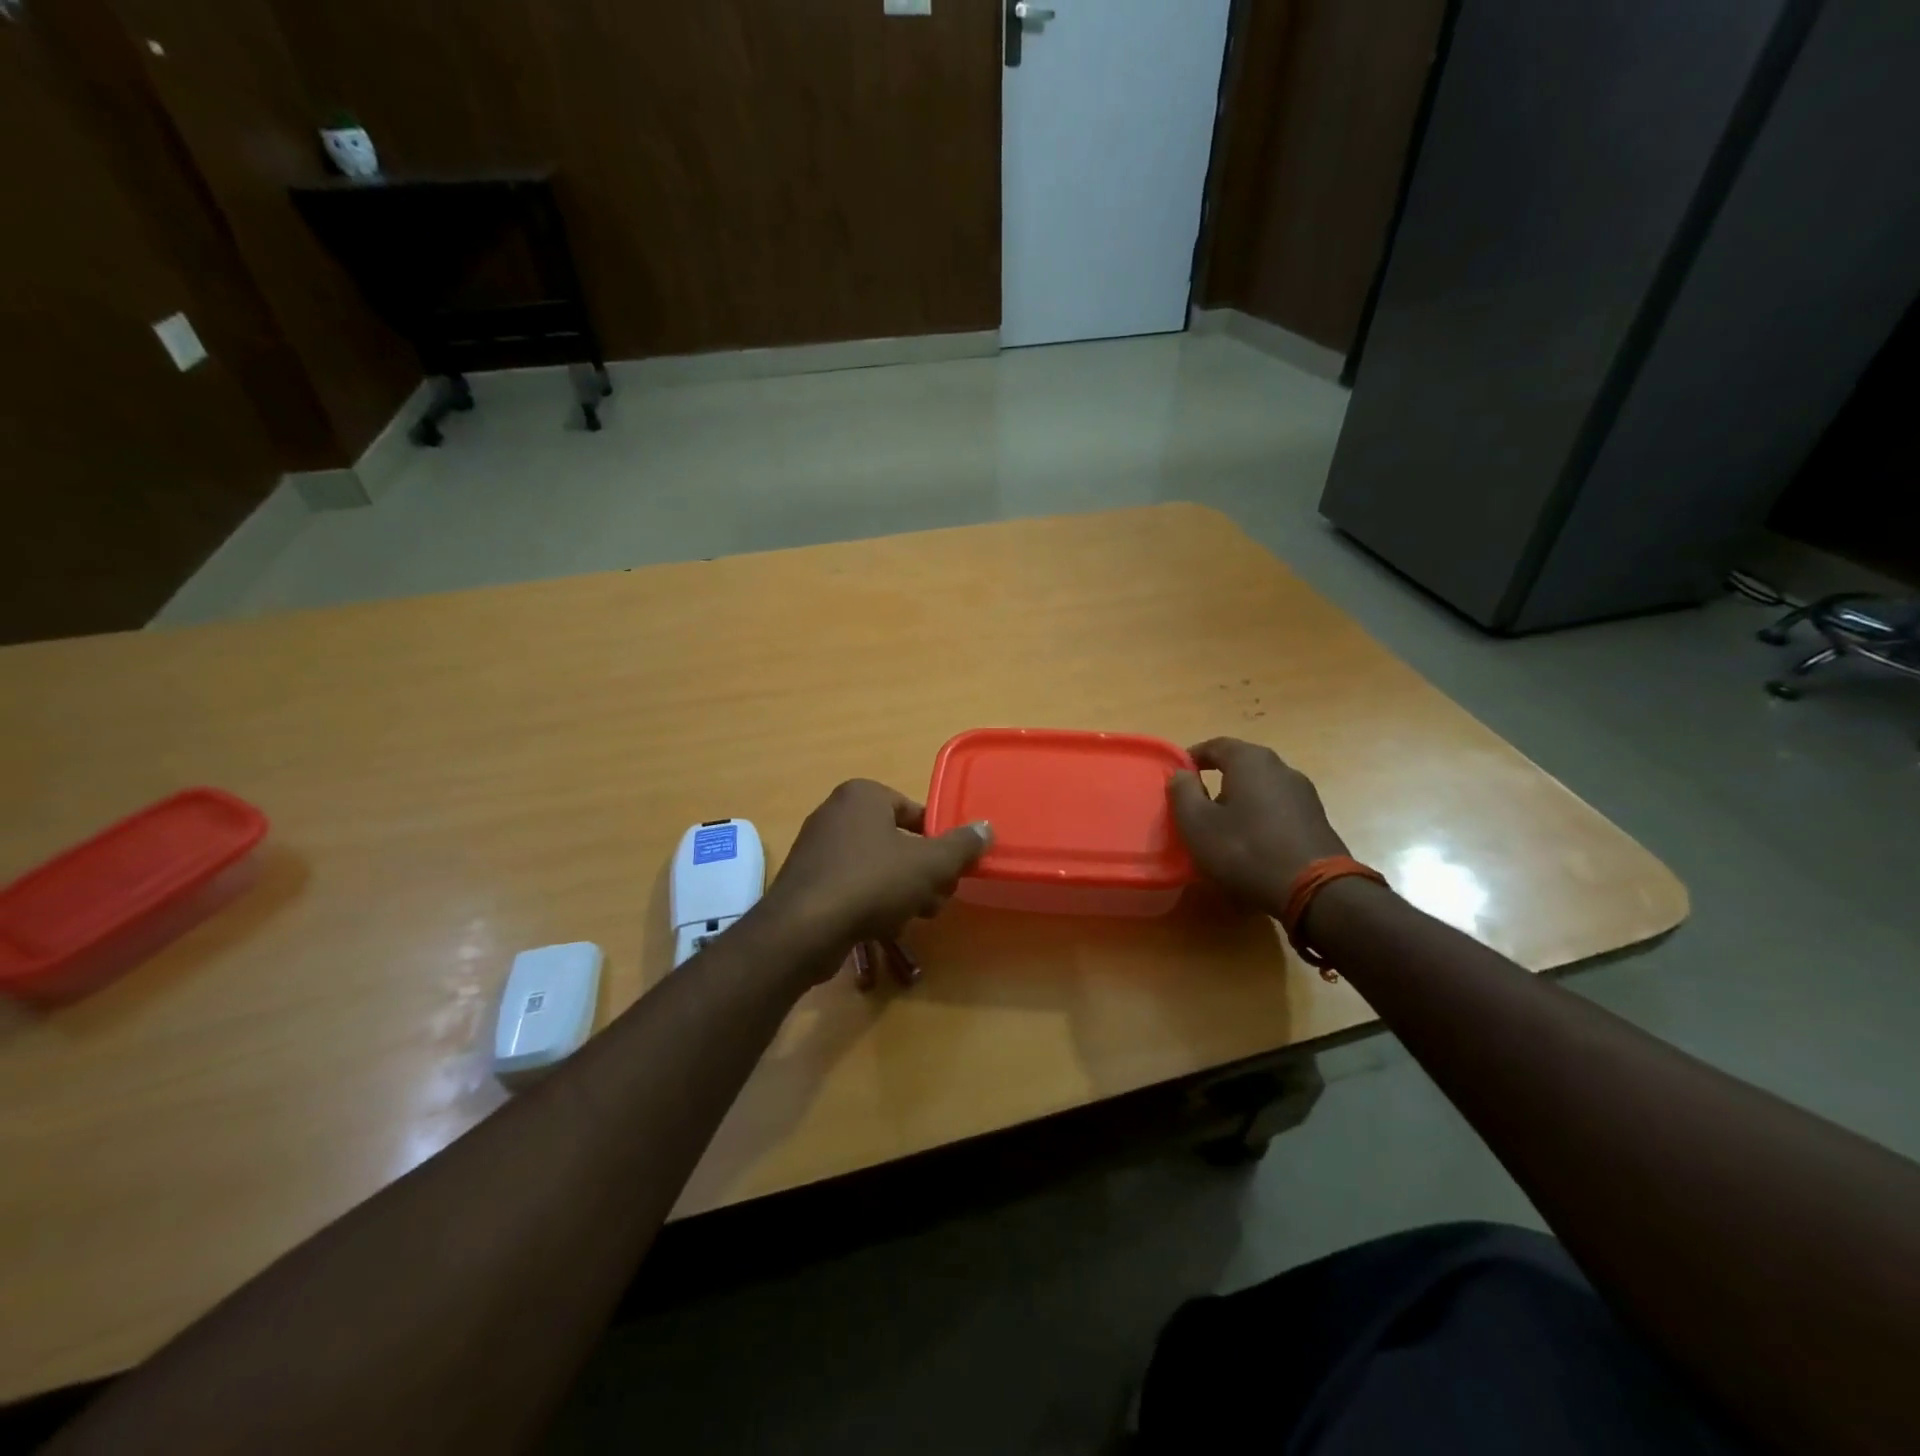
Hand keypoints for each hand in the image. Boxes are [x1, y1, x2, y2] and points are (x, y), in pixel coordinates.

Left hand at [762, 780, 991, 988]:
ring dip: (901, 892)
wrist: (803, 928)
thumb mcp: (929, 864)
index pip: (915, 812)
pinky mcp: (806, 881)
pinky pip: (851, 885)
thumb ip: (961, 846)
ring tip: (914, 918)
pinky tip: (881, 928)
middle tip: (936, 900)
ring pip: (876, 867)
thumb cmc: (872, 883)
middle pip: (896, 841)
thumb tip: (986, 828)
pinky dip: (870, 903)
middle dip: (921, 873)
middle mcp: (835, 812)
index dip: (939, 842)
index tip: (951, 871)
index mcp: (863, 795)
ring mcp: (816, 847)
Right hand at [1168, 738, 1347, 913]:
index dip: (1192, 756)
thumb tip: (1181, 774)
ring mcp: (1304, 793)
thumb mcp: (1197, 824)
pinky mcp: (1317, 819)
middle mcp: (1281, 768)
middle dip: (1217, 780)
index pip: (1215, 745)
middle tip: (1197, 804)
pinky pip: (1278, 809)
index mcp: (1250, 761)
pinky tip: (1251, 842)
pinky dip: (1259, 817)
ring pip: (1261, 788)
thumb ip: (1182, 792)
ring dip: (1239, 801)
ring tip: (1222, 827)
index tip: (1177, 775)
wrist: (1315, 890)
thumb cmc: (1245, 850)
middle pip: (1241, 765)